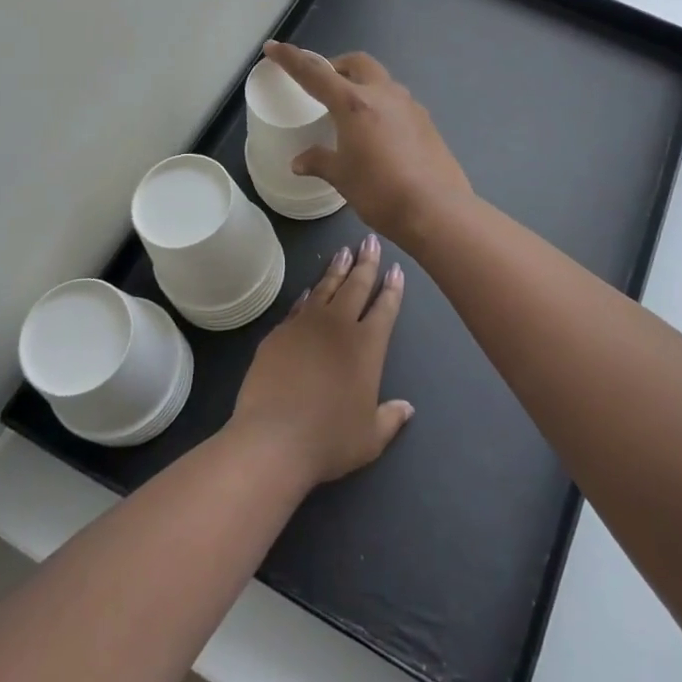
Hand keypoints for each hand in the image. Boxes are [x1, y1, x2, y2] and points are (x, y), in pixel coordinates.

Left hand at [230, 236, 412, 486]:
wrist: (274, 438)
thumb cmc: (329, 439)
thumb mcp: (370, 438)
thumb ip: (390, 418)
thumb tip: (407, 407)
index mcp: (368, 346)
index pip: (385, 308)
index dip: (392, 288)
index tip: (395, 268)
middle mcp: (340, 326)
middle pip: (357, 286)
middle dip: (366, 262)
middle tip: (370, 241)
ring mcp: (306, 325)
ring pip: (327, 288)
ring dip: (337, 268)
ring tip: (344, 251)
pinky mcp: (279, 332)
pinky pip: (299, 306)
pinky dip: (308, 295)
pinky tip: (311, 289)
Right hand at [263, 42, 474, 246]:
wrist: (437, 209)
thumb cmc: (380, 192)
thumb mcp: (342, 177)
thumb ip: (320, 161)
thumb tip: (299, 161)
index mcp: (354, 103)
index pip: (315, 73)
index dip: (291, 59)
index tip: (273, 47)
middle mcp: (384, 95)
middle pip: (357, 63)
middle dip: (337, 65)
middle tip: (323, 84)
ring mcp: (410, 106)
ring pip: (381, 80)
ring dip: (363, 84)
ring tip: (351, 111)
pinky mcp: (427, 121)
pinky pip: (398, 102)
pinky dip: (382, 105)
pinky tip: (379, 132)